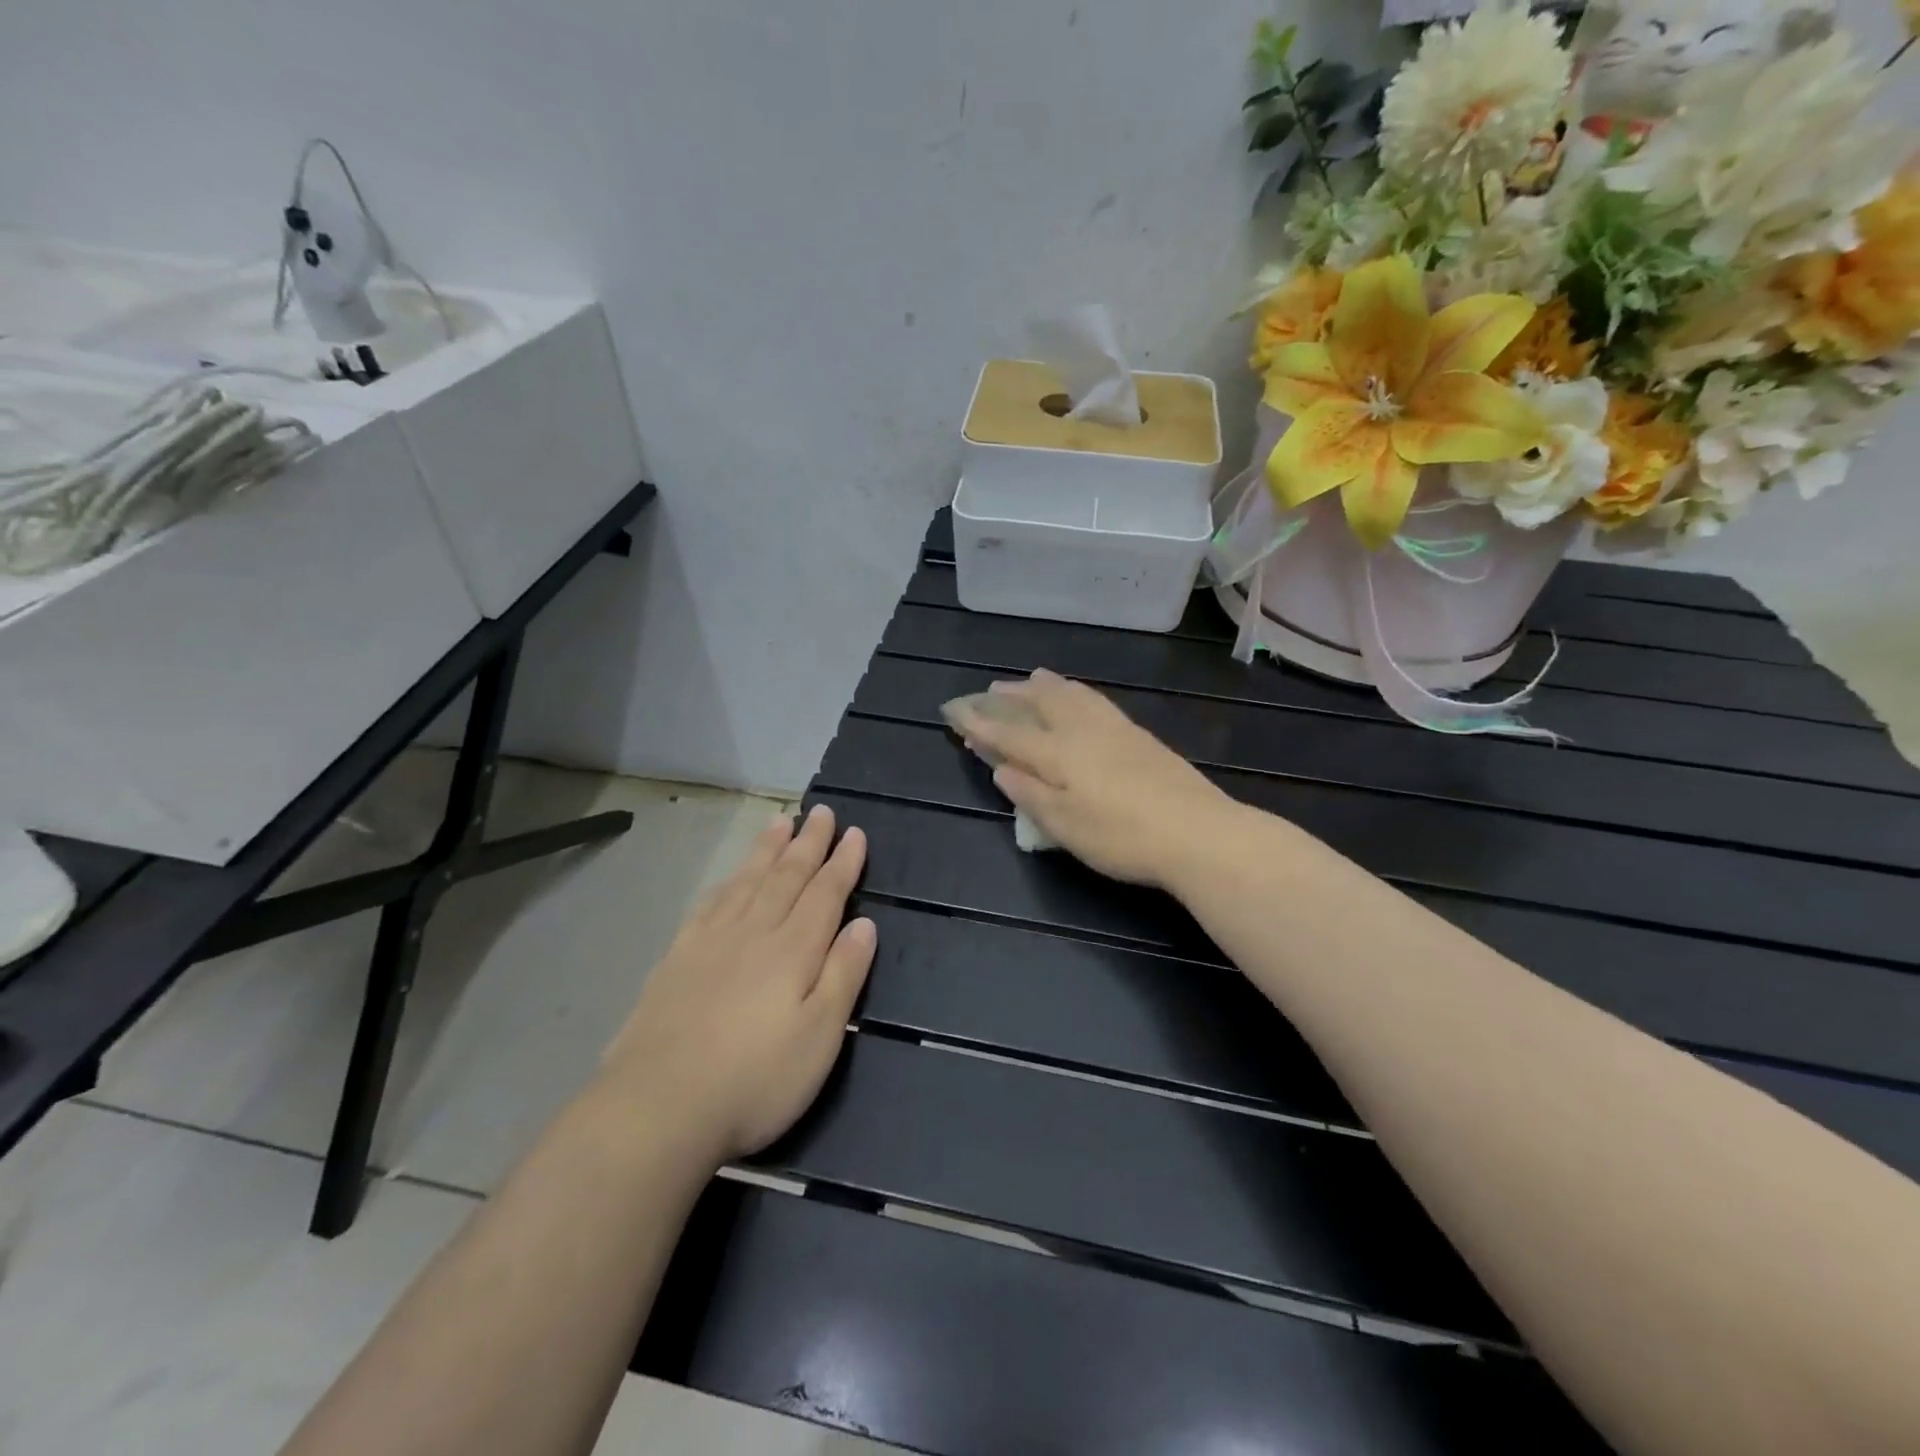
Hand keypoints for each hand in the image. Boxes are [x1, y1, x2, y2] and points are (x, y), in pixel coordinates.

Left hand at [601, 804, 875, 1164]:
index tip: (855, 833)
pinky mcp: (677, 959)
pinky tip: (732, 877)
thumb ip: (844, 975)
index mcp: (793, 950)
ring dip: (768, 850)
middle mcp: (753, 933)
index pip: (825, 894)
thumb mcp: (819, 1037)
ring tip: (781, 822)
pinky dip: (728, 882)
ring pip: (747, 881)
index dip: (843, 863)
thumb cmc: (754, 1080)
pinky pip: (710, 904)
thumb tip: (864, 924)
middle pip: (786, 877)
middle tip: (821, 811)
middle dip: (808, 843)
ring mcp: (710, 943)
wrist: (656, 1107)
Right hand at [952, 670, 1237, 889]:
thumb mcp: (1065, 826)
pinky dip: (1076, 692)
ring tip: (1032, 678)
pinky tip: (1081, 698)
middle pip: (1042, 703)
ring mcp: (1116, 729)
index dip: (982, 724)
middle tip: (992, 690)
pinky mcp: (1140, 736)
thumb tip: (1002, 769)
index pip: (1011, 734)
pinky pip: (1096, 700)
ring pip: (1073, 695)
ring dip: (1046, 685)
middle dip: (1013, 696)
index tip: (957, 713)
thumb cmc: (1122, 836)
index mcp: (1059, 753)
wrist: (1198, 833)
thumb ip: (1030, 795)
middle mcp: (1083, 731)